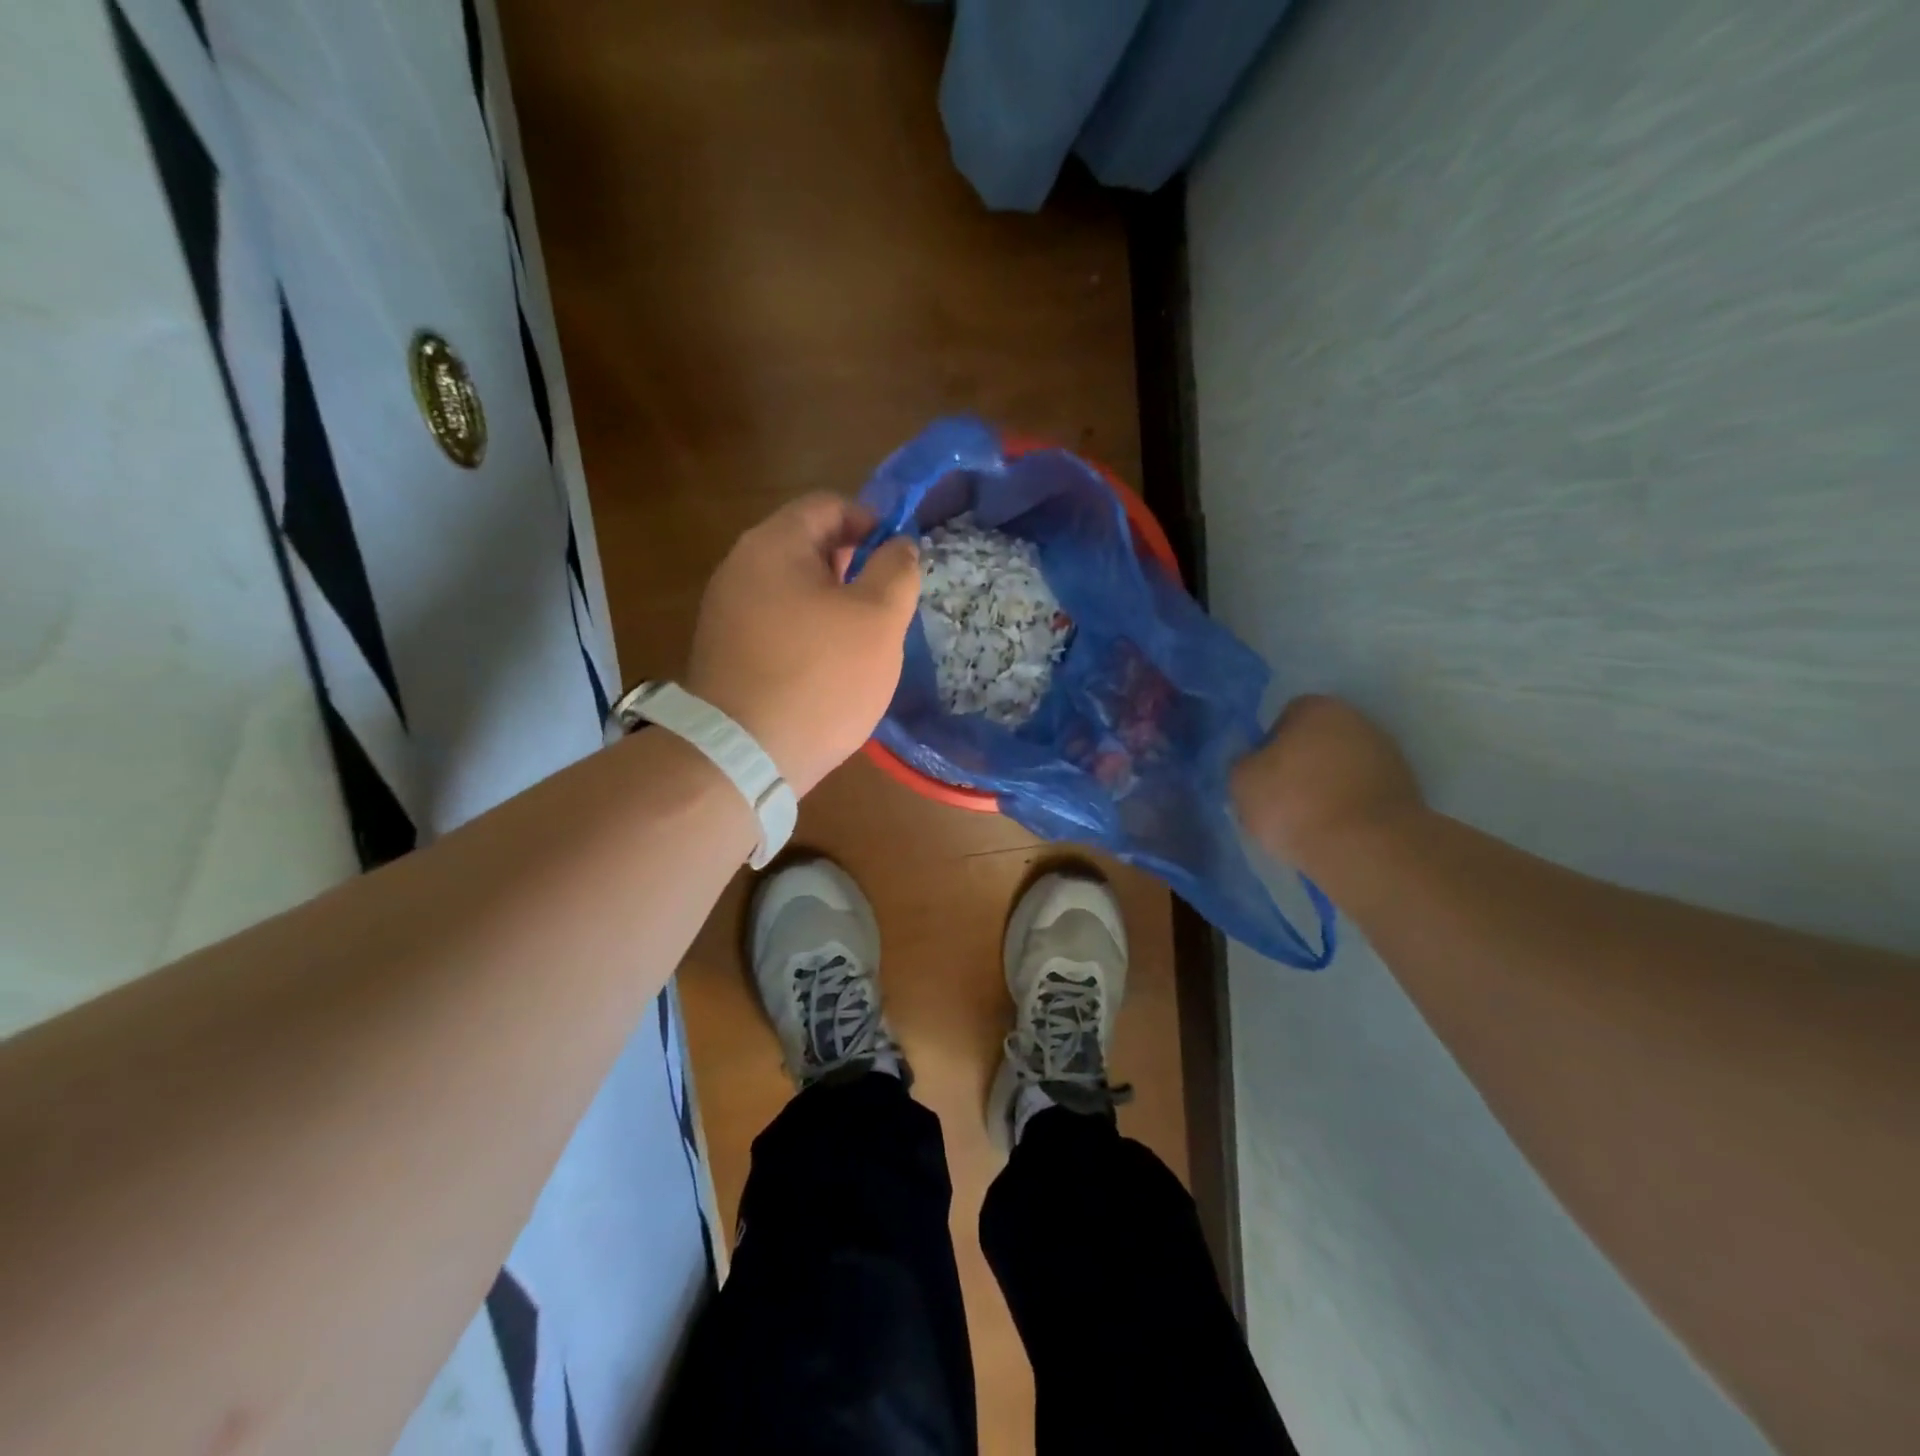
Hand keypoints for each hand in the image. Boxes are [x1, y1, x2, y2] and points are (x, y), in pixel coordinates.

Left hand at [686, 494, 919, 795]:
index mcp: (774, 544)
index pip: (829, 505)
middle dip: (854, 568)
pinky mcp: (725, 651)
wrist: (745, 755)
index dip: (872, 522)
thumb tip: (899, 545)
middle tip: (886, 607)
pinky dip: (807, 633)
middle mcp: (740, 567)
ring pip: (794, 589)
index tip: (900, 561)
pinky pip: (776, 624)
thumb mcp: (878, 619)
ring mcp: (726, 611)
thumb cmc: (821, 676)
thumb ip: (896, 571)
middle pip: (808, 546)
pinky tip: (828, 668)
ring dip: (832, 604)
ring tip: (862, 642)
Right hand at [1232, 695, 1424, 871]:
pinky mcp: (1406, 790)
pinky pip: (1363, 792)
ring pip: (1343, 767)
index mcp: (1318, 708)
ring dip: (1327, 785)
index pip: (1286, 715)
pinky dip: (1349, 805)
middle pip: (1318, 739)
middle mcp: (1358, 720)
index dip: (1269, 744)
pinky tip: (1335, 830)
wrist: (1365, 848)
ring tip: (1309, 820)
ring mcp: (1388, 755)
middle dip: (1302, 763)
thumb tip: (1253, 762)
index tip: (1262, 775)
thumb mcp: (1242, 781)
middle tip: (1282, 796)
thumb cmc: (1294, 803)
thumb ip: (1243, 763)